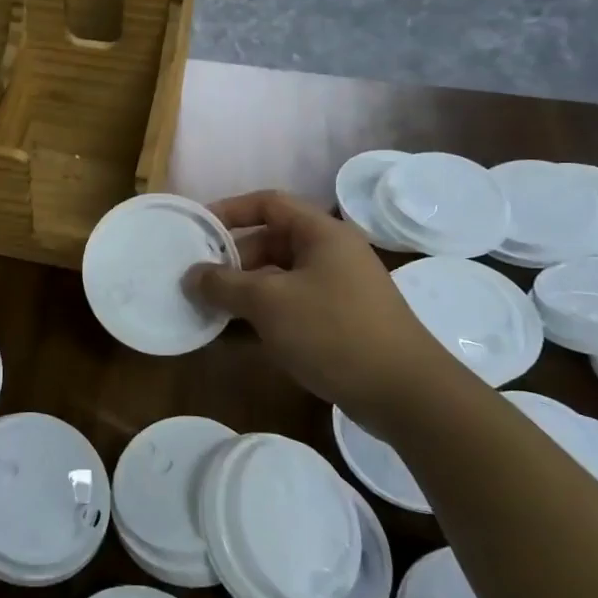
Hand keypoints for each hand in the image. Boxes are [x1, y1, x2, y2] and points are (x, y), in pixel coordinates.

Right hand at [186, 190, 457, 432]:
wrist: (405, 394)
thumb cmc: (333, 331)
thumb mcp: (269, 303)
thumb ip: (224, 284)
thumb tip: (192, 275)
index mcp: (322, 234)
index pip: (269, 203)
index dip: (230, 210)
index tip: (197, 229)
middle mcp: (331, 253)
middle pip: (271, 241)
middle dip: (232, 258)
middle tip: (198, 278)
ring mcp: (338, 289)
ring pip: (279, 276)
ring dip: (244, 289)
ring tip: (209, 307)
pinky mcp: (340, 320)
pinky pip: (291, 304)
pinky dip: (263, 312)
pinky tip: (237, 334)